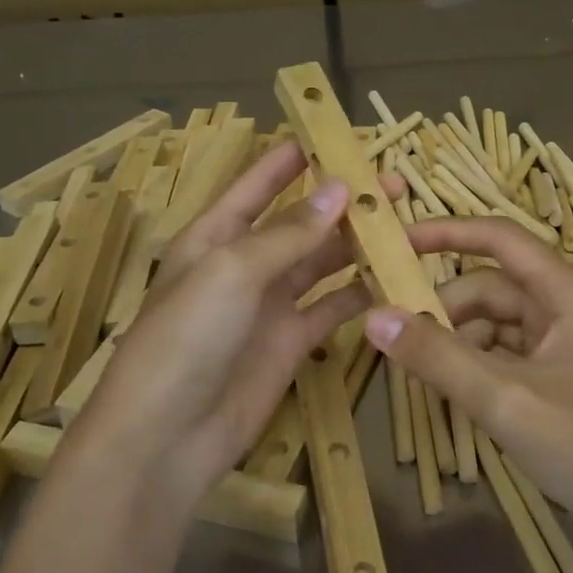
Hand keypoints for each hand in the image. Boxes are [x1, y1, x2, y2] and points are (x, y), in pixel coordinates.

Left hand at [68, 143, 371, 507]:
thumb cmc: (187, 338)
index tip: (331, 136)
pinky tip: (393, 281)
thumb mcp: (232, 272)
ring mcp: (269, 306)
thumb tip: (338, 188)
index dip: (290, 160)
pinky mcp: (291, 343)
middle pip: (300, 224)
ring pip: (321, 264)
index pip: (256, 186)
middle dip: (342, 204)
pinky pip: (331, 309)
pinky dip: (359, 295)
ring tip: (404, 228)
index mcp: (215, 237)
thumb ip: (288, 233)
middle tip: (393, 187)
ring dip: (357, 246)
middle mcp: (244, 266)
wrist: (168, 436)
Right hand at [364, 217, 572, 546]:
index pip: (500, 239)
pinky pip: (511, 357)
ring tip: (419, 372)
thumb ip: (437, 356)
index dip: (447, 232)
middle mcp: (571, 309)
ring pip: (499, 325)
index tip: (396, 242)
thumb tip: (374, 316)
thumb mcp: (505, 399)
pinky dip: (479, 367)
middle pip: (493, 287)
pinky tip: (453, 393)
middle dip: (445, 307)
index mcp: (569, 293)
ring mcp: (571, 347)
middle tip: (395, 337)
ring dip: (458, 342)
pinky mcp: (567, 380)